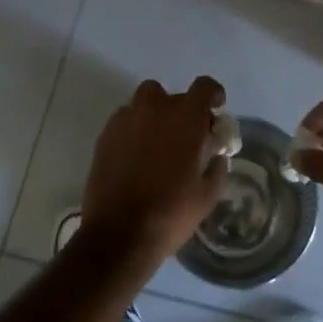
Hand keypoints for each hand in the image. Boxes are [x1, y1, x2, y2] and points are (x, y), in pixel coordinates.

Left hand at [80, 76, 227, 277]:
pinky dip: (134, 128)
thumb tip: (216, 155)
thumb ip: (216, 168)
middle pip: (173, 95)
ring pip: (145, 102)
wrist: (119, 234)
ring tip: (157, 142)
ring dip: (155, 114)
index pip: (204, 87)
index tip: (216, 108)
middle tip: (185, 136)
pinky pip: (125, 119)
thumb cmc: (170, 213)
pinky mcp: (105, 135)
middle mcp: (155, 108)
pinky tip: (135, 155)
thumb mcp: (206, 195)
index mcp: (185, 118)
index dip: (213, 94)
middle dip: (182, 110)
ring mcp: (126, 119)